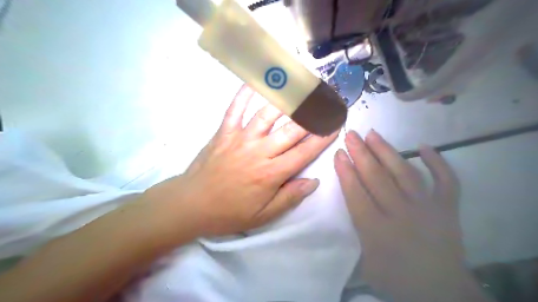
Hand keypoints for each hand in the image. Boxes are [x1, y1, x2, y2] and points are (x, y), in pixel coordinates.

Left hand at [143, 85, 334, 237]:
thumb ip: (290, 197)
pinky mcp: (224, 133)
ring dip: (286, 100)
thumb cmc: (229, 212)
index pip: (304, 152)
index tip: (335, 125)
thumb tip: (313, 182)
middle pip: (291, 130)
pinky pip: (235, 109)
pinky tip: (254, 81)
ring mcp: (240, 139)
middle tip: (326, 102)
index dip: (322, 138)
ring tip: (301, 87)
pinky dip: (243, 94)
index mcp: (271, 174)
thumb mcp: (263, 215)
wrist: (192, 204)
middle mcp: (259, 152)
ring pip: (267, 115)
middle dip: (312, 115)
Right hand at [333, 131, 487, 299]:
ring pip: (404, 173)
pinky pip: (446, 182)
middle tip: (351, 134)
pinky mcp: (447, 209)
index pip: (356, 193)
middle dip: (361, 154)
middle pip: (377, 178)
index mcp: (377, 230)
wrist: (441, 294)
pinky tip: (425, 146)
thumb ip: (357, 232)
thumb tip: (352, 202)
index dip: (345, 171)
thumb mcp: (366, 263)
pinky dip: (438, 163)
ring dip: (387, 151)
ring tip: (373, 134)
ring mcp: (427, 209)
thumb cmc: (396, 279)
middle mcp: (401, 214)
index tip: (339, 153)